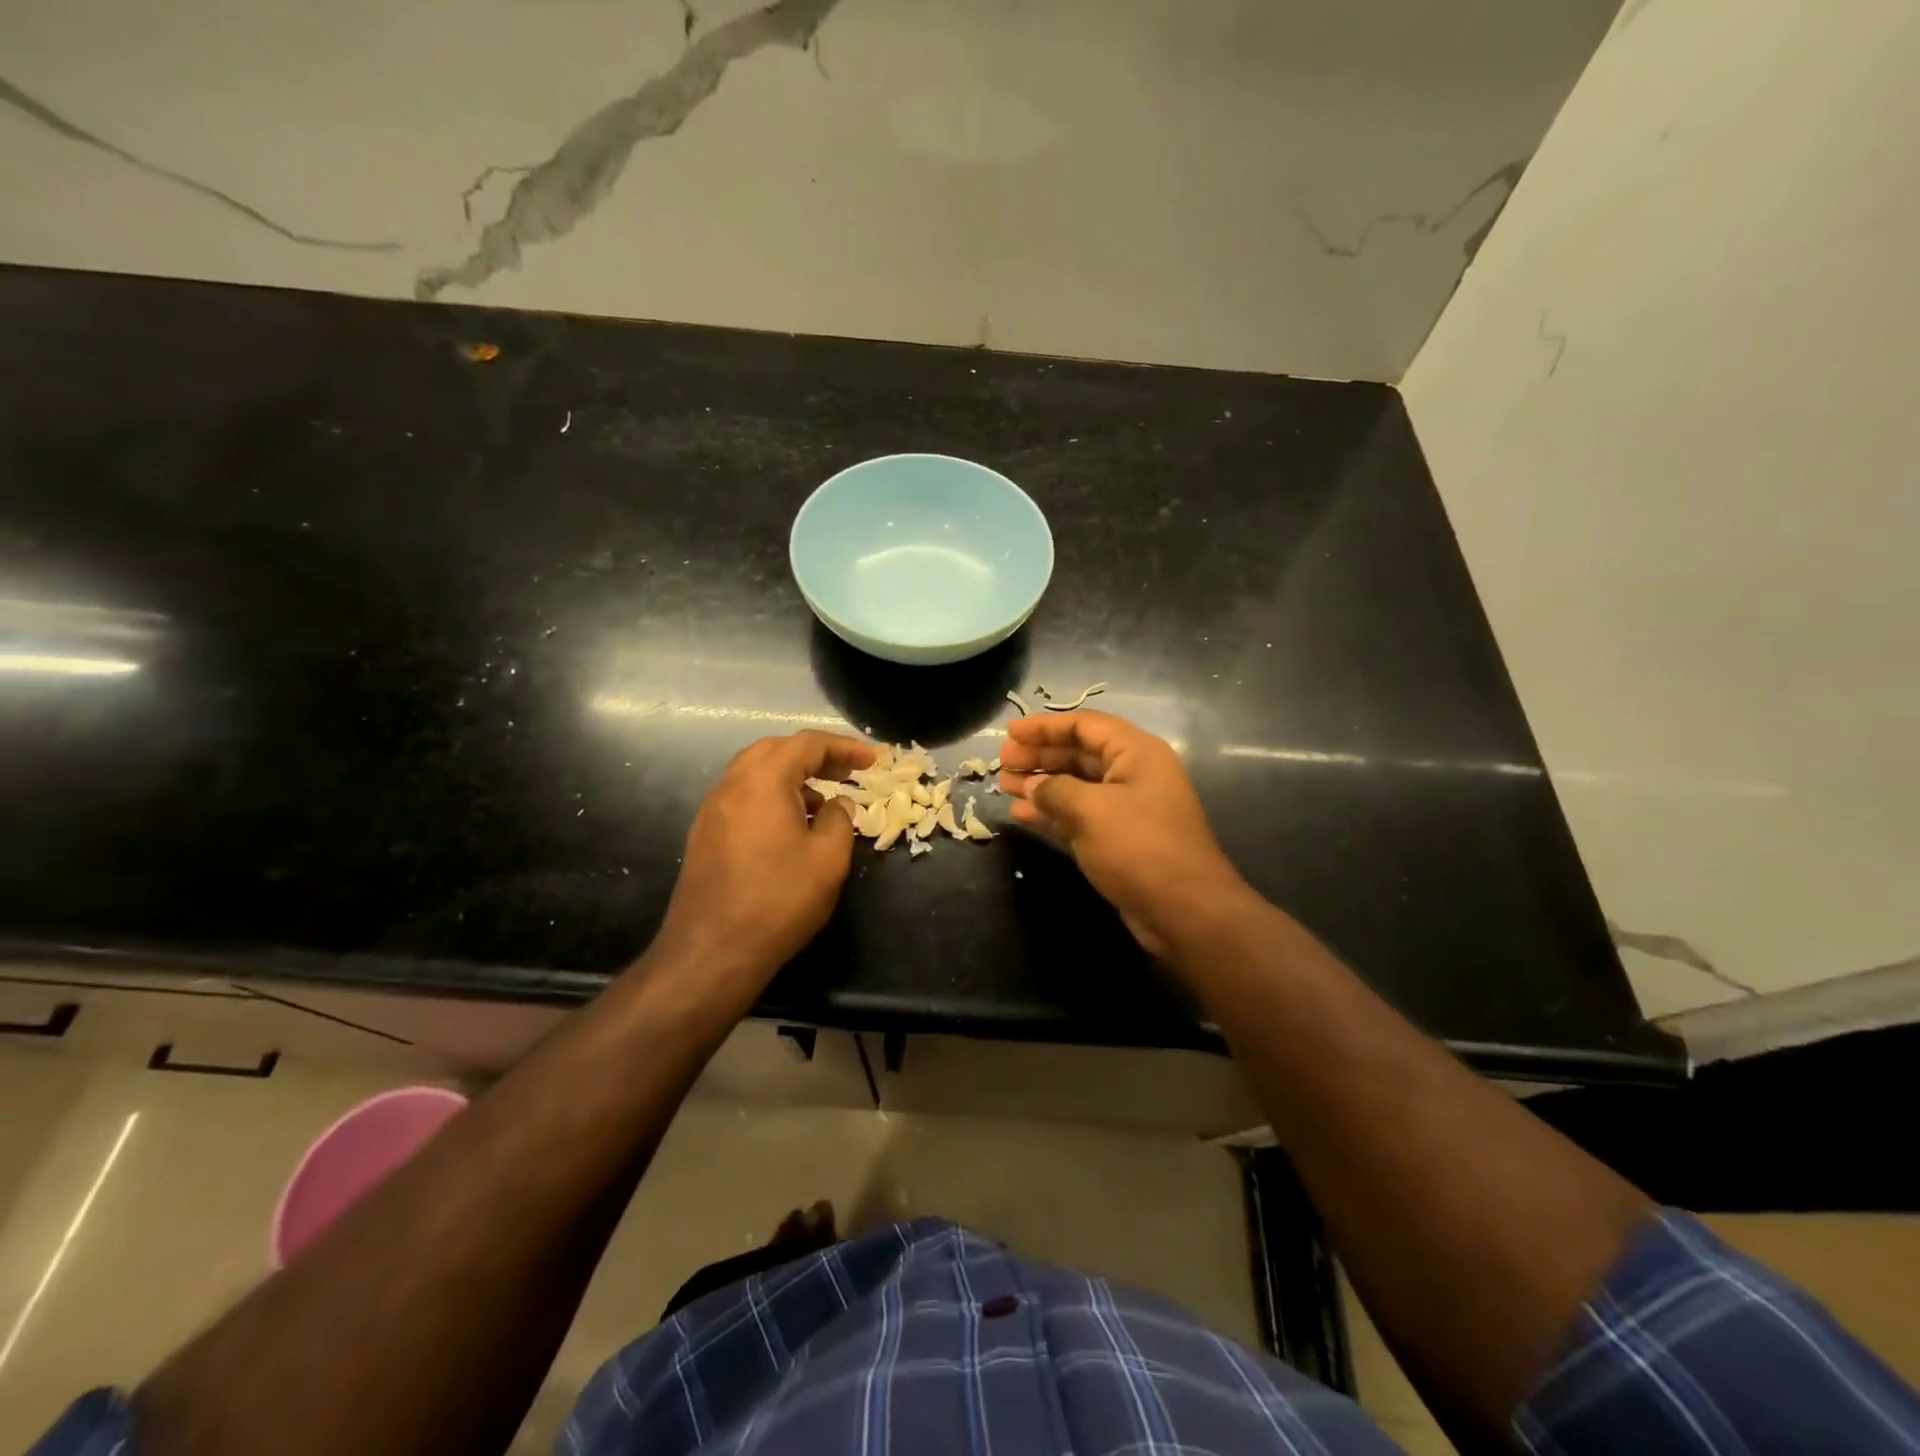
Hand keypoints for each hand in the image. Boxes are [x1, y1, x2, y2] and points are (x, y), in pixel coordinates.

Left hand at [653, 731, 874, 992]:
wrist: (712, 951)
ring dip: (792, 776)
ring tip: (823, 799)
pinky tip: (791, 825)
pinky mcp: (704, 834)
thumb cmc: (778, 899)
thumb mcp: (828, 858)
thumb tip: (838, 804)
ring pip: (755, 773)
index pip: (807, 744)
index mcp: (763, 780)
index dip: (844, 747)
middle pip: (776, 750)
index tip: (872, 760)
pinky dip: (772, 796)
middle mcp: (732, 784)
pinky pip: (743, 797)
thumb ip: (840, 819)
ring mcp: (713, 810)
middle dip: (815, 756)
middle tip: (846, 772)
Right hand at [999, 711, 1247, 955]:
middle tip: (1002, 762)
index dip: (1046, 725)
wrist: (1185, 912)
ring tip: (1003, 785)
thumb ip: (1055, 790)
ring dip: (1040, 783)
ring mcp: (1126, 808)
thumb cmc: (1140, 849)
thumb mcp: (1092, 811)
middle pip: (1079, 753)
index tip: (1010, 733)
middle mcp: (1132, 774)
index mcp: (1136, 753)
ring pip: (1075, 784)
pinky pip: (1077, 814)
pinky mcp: (1117, 839)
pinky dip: (1050, 812)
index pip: (1085, 725)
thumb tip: (1031, 785)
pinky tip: (1021, 813)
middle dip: (1040, 754)